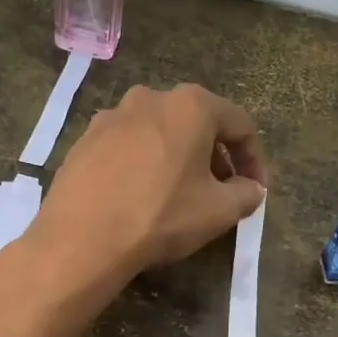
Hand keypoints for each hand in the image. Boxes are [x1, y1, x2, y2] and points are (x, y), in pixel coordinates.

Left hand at [26, 83, 266, 292]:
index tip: (256, 190)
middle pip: (196, 123)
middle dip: (214, 157)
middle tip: (221, 192)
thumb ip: (246, 194)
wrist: (81, 238)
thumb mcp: (218, 211)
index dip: (254, 159)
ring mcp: (110, 117)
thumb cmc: (160, 216)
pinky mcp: (83, 141)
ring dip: (176, 159)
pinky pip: (125, 148)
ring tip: (179, 194)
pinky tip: (139, 196)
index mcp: (190, 105)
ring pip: (158, 134)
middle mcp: (149, 98)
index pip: (240, 124)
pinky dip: (142, 165)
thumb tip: (251, 189)